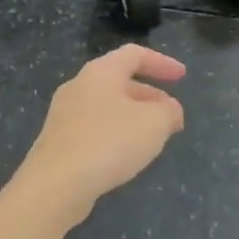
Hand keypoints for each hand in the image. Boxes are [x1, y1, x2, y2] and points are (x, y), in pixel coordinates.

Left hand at [17, 45, 186, 221]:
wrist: (56, 184)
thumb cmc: (109, 143)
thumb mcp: (154, 124)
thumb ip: (169, 112)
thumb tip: (169, 111)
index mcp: (100, 72)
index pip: (134, 54)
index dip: (161, 62)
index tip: (182, 76)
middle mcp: (78, 86)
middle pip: (119, 81)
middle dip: (149, 96)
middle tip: (171, 117)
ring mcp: (63, 114)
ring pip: (106, 107)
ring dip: (133, 117)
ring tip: (153, 139)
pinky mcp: (58, 141)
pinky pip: (93, 128)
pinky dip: (115, 134)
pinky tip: (125, 156)